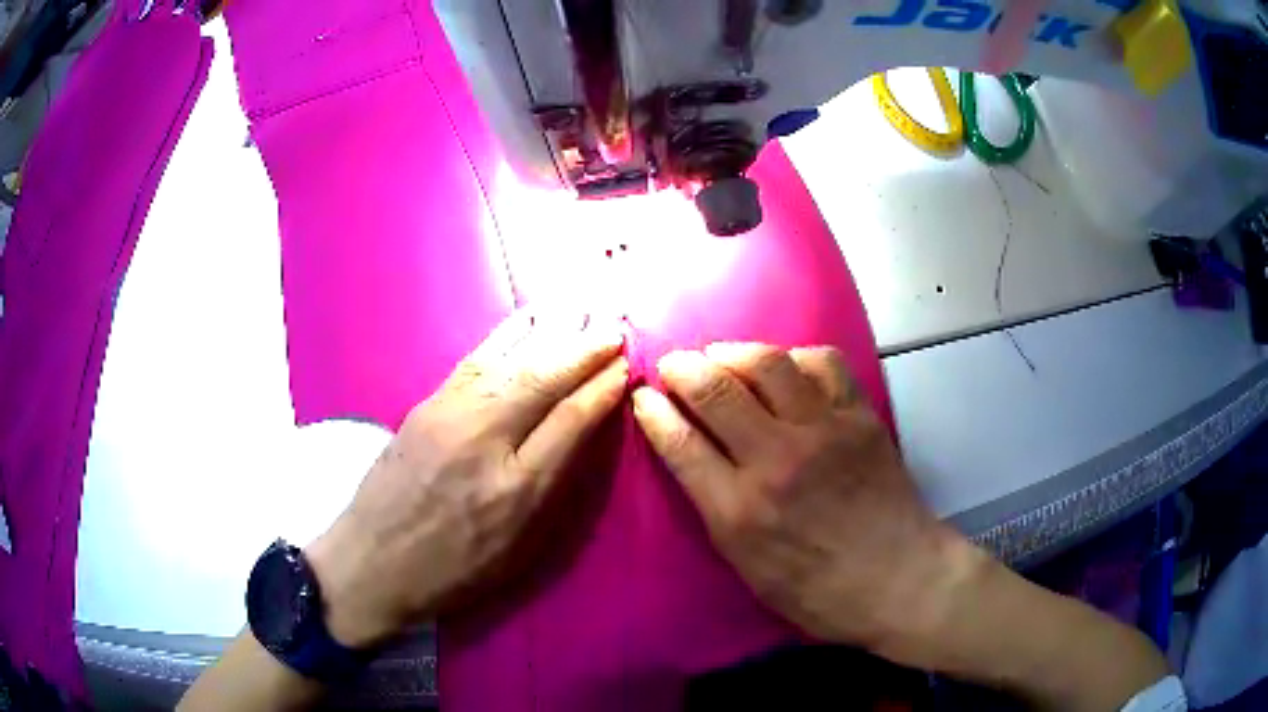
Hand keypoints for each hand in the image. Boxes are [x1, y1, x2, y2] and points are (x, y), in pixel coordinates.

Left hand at [305, 309, 627, 647]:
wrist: (372, 561)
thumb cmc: (453, 570)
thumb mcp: (518, 551)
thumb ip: (553, 491)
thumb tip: (582, 434)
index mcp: (516, 490)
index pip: (571, 421)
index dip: (601, 389)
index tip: (626, 365)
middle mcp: (484, 441)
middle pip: (543, 380)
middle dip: (584, 349)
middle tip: (615, 326)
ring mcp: (449, 416)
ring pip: (510, 361)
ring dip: (551, 332)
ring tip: (582, 311)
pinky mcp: (425, 404)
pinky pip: (477, 360)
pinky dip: (509, 336)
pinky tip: (529, 321)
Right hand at [631, 344, 969, 655]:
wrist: (898, 579)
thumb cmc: (817, 591)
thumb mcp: (747, 568)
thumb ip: (715, 508)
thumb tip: (691, 455)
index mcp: (739, 511)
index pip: (680, 442)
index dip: (652, 411)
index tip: (643, 396)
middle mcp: (777, 460)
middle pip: (715, 389)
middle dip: (681, 367)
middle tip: (673, 364)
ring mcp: (823, 431)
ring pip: (767, 362)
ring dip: (732, 351)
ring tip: (721, 356)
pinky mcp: (860, 416)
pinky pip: (823, 362)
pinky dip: (795, 356)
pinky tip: (786, 367)